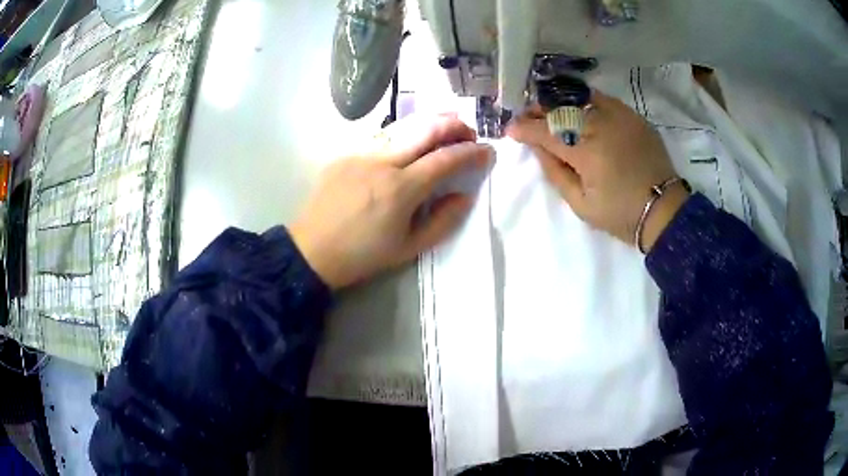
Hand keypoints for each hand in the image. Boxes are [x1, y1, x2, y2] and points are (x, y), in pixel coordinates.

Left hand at [290, 115, 491, 288]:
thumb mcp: (409, 248)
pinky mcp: (345, 154)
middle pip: (425, 129)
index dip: (471, 153)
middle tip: (469, 132)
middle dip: (454, 125)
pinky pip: (381, 138)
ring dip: (430, 124)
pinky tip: (408, 144)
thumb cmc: (363, 255)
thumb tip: (466, 196)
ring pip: (402, 127)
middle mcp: (382, 163)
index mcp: (400, 189)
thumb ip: (443, 221)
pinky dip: (403, 136)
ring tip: (446, 128)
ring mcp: (360, 154)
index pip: (445, 159)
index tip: (487, 151)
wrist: (312, 251)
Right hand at [506, 90, 688, 251]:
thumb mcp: (582, 205)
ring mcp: (620, 117)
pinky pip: (603, 99)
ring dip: (559, 102)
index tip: (511, 129)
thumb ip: (556, 174)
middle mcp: (601, 126)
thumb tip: (538, 149)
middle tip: (527, 116)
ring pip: (580, 98)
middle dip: (538, 110)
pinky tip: (578, 106)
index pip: (546, 132)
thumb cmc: (621, 214)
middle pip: (561, 108)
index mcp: (586, 152)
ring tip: (549, 109)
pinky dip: (585, 100)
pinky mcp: (634, 116)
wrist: (664, 209)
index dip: (525, 129)